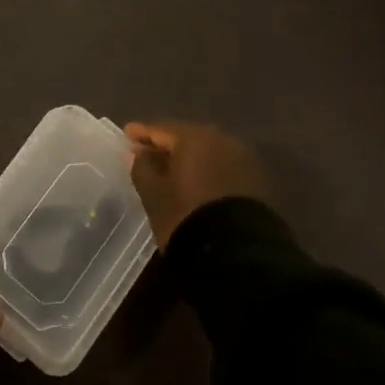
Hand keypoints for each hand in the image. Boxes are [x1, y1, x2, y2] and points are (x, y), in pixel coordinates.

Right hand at [126, 120, 272, 247]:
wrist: (239, 255)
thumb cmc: (187, 217)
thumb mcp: (155, 195)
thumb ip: (142, 168)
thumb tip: (136, 152)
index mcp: (194, 138)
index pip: (162, 129)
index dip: (142, 133)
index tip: (127, 134)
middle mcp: (221, 140)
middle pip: (187, 137)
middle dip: (167, 144)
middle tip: (147, 152)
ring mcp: (242, 159)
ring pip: (207, 151)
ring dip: (189, 158)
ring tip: (171, 170)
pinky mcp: (256, 180)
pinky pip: (223, 166)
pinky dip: (206, 170)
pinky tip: (196, 182)